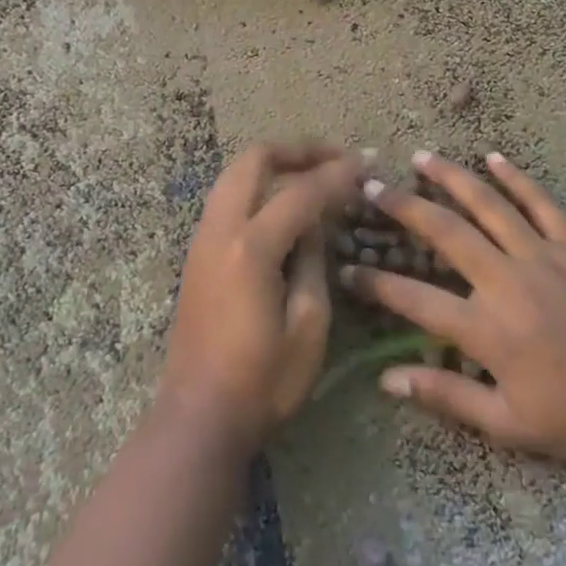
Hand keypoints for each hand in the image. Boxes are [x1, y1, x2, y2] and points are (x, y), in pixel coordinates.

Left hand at [162, 142, 369, 452]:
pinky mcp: (197, 254)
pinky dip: (258, 186)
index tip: (367, 163)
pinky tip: (284, 204)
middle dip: (297, 150)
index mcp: (251, 248)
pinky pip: (228, 198)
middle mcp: (220, 230)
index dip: (338, 174)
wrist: (200, 415)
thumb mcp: (309, 324)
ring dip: (275, 165)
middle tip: (335, 158)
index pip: (301, 192)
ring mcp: (202, 239)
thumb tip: (316, 223)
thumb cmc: (263, 380)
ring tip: (313, 175)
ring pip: (235, 174)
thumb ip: (314, 261)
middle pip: (254, 160)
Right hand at [344, 151, 565, 462]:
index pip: (414, 300)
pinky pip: (540, 202)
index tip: (347, 270)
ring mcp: (541, 255)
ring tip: (422, 157)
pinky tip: (494, 157)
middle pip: (445, 232)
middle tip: (372, 186)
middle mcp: (505, 280)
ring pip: (488, 205)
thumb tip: (388, 381)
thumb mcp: (510, 425)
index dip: (375, 284)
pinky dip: (516, 177)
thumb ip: (448, 396)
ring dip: (452, 178)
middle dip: (403, 207)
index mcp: (486, 329)